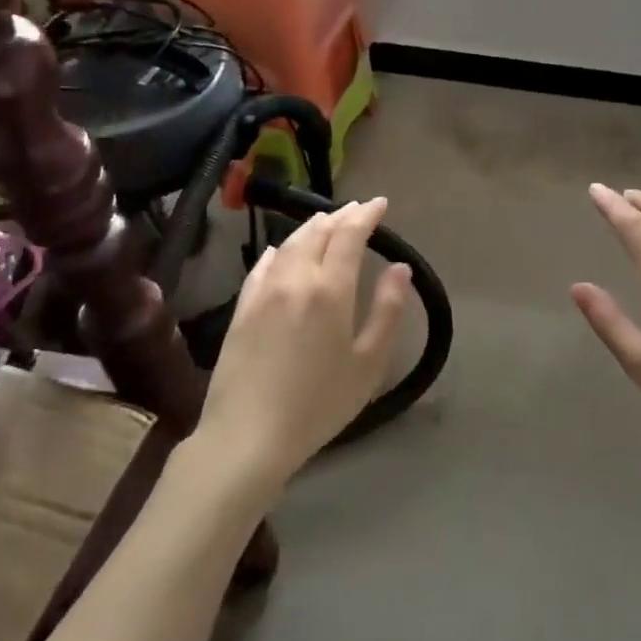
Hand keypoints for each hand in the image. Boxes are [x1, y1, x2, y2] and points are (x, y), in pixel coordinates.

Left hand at [199, 197, 412, 488]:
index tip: (380, 203)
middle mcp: (295, 279)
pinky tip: (279, 251)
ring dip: (311, 228)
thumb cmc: (318, 404)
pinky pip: (262, 266)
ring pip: (288, 244)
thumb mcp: (368, 363)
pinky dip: (278, 251)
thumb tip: (400, 268)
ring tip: (326, 222)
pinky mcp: (241, 309)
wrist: (247, 436)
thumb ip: (388, 310)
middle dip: (340, 216)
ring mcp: (263, 292)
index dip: (366, 215)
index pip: (349, 235)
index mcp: (329, 289)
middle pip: (317, 233)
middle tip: (358, 210)